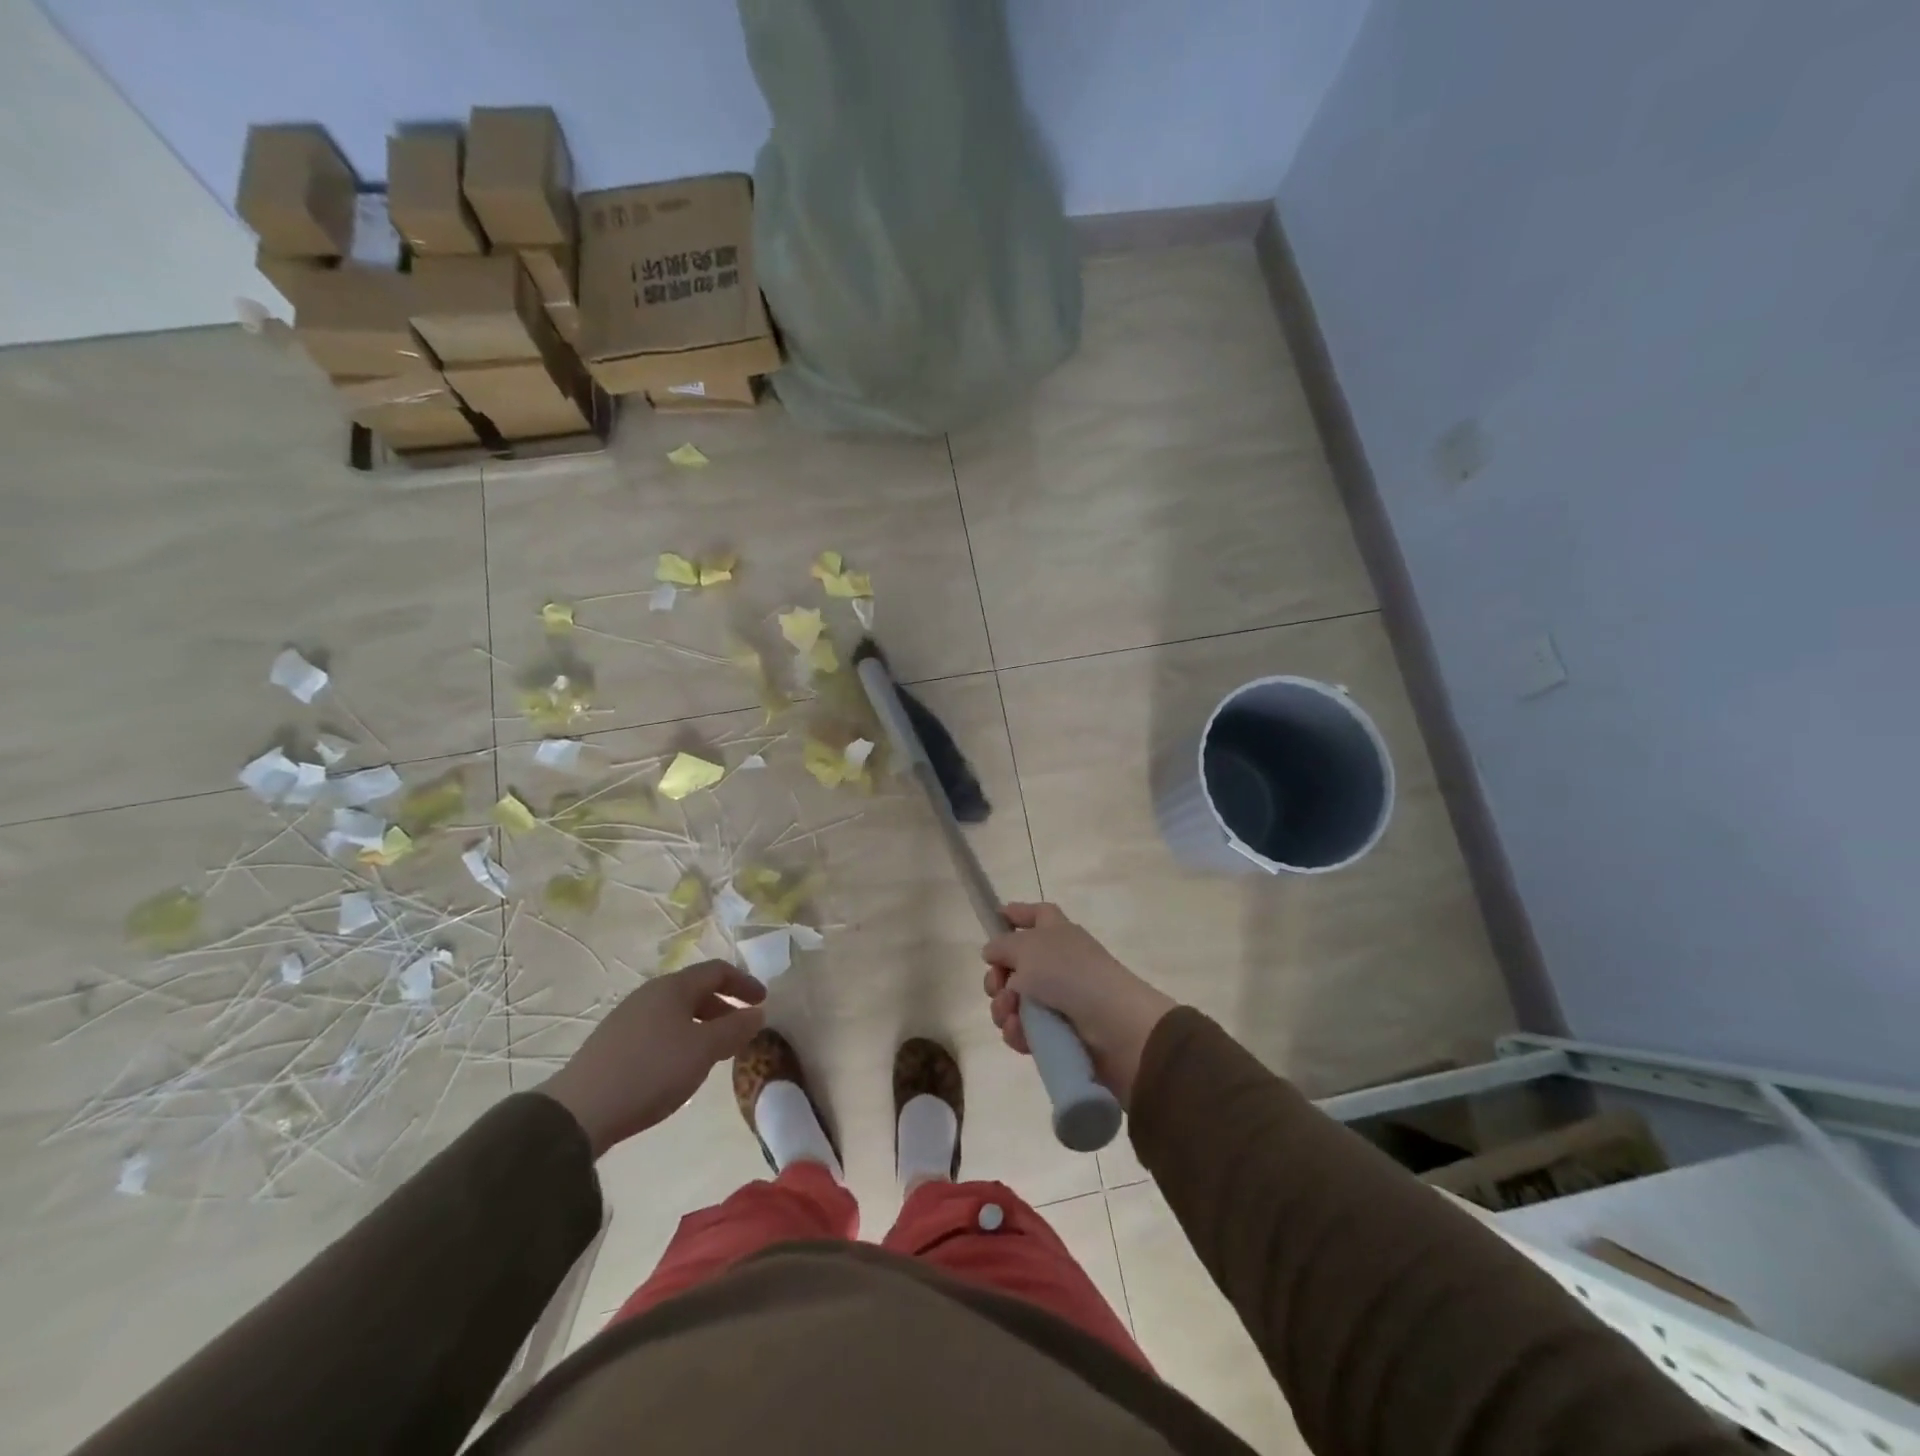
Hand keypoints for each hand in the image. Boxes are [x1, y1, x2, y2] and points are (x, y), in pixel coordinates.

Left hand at [541, 960, 765, 1157]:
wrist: (580, 1111)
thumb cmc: (652, 1070)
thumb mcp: (704, 1050)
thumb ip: (735, 1028)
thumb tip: (757, 1013)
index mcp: (673, 987)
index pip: (717, 971)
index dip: (745, 983)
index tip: (763, 1002)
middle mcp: (650, 993)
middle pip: (696, 990)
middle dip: (724, 1006)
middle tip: (742, 1031)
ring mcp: (628, 1017)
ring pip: (677, 1011)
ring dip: (703, 1025)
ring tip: (715, 1053)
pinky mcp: (614, 1043)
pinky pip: (659, 1029)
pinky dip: (681, 1038)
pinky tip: (680, 1067)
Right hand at [981, 903, 1175, 1105]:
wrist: (1114, 1026)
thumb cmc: (1069, 973)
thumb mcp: (1027, 948)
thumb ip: (1002, 946)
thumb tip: (992, 951)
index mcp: (1056, 932)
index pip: (1036, 914)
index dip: (1017, 914)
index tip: (994, 920)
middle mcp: (1058, 962)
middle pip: (1015, 964)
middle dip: (997, 977)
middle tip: (997, 986)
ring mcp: (1059, 998)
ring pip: (1014, 1001)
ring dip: (1004, 1008)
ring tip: (1010, 1014)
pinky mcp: (1058, 1032)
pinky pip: (1025, 1029)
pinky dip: (1018, 1031)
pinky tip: (1019, 1033)